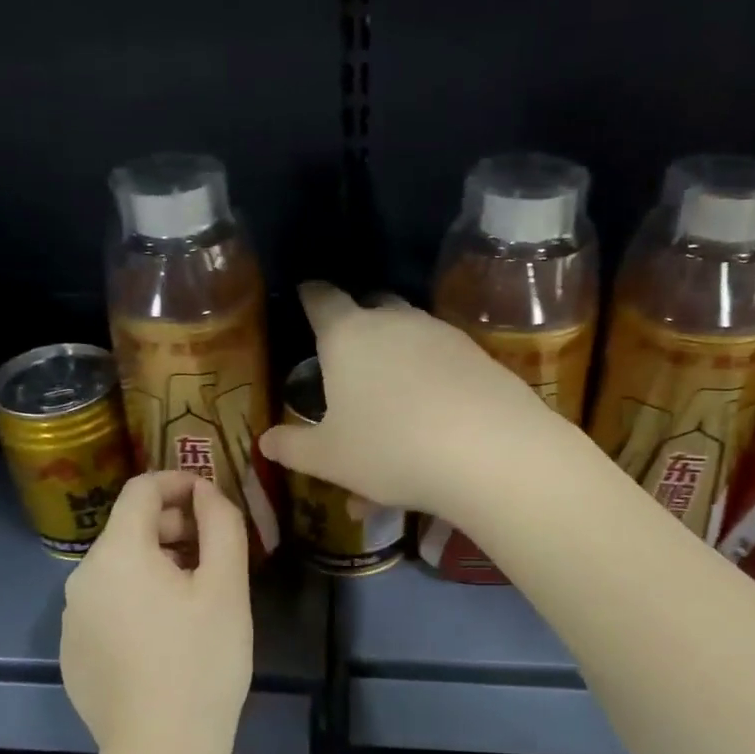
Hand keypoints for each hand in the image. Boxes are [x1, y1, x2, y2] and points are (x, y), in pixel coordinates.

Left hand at [60, 471, 252, 753]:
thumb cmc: (202, 661)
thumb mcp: (226, 586)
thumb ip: (221, 524)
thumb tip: (206, 492)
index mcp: (117, 553)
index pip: (141, 489)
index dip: (179, 482)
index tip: (212, 499)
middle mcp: (82, 577)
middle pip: (129, 530)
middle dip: (173, 529)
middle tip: (214, 557)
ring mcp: (71, 619)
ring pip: (119, 570)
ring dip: (158, 567)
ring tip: (195, 600)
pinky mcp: (72, 653)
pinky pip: (107, 606)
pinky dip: (137, 601)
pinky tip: (166, 637)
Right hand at [258, 282, 556, 518]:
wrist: (490, 452)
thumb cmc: (390, 449)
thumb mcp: (330, 459)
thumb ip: (293, 447)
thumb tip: (264, 441)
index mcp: (347, 336)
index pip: (321, 299)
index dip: (309, 296)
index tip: (305, 295)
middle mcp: (394, 322)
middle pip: (370, 307)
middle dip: (355, 324)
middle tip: (345, 355)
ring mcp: (441, 335)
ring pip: (409, 338)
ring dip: (395, 361)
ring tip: (389, 406)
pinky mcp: (477, 355)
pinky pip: (440, 362)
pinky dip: (428, 383)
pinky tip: (430, 422)